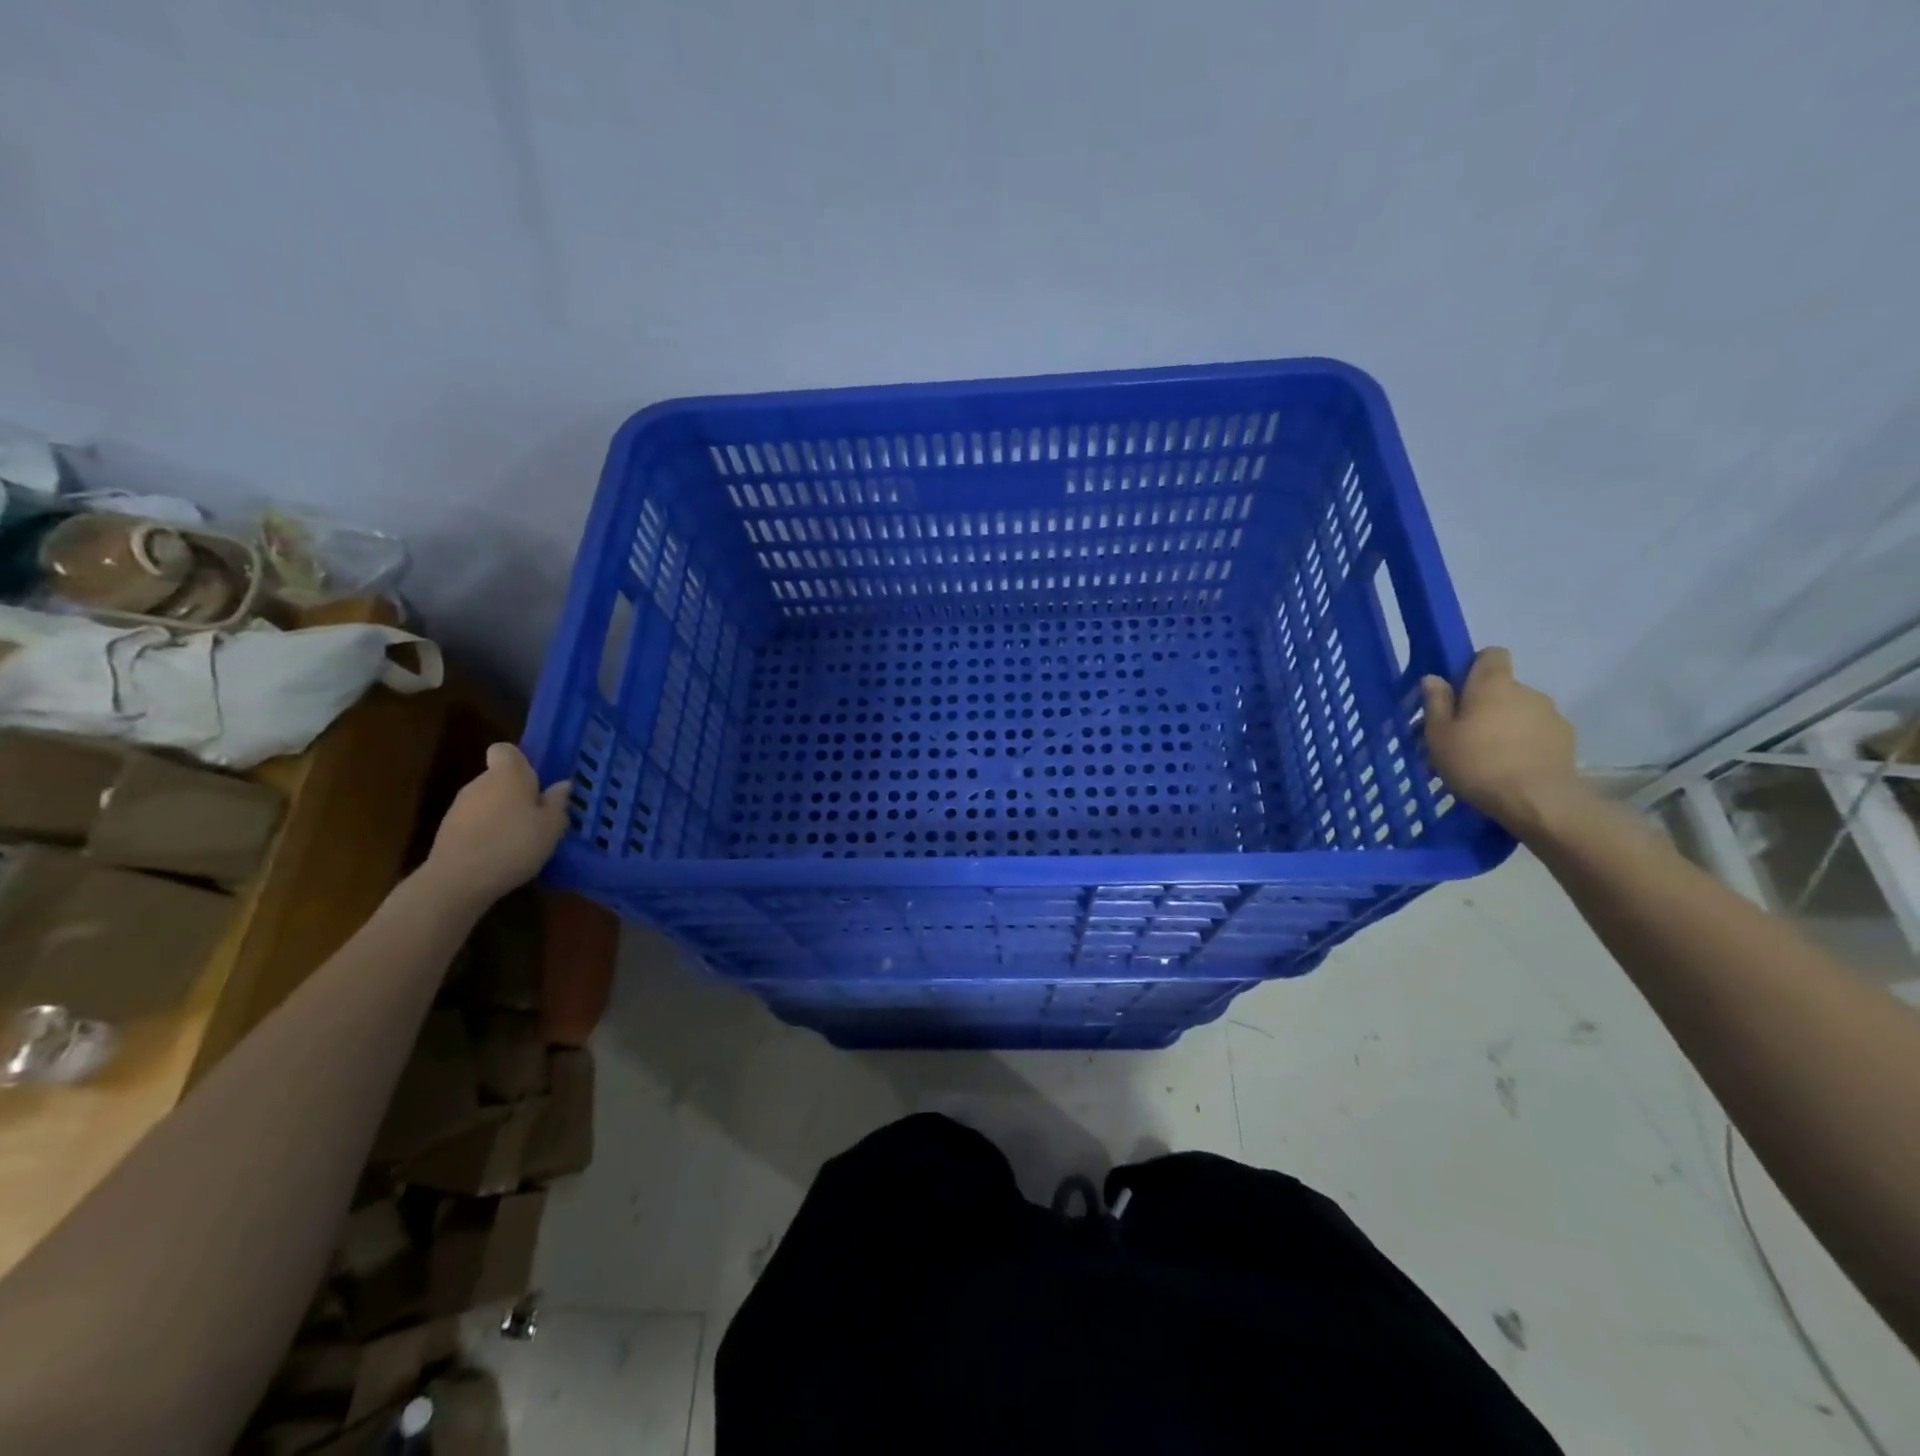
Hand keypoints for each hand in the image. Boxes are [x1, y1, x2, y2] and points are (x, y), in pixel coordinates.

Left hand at [424, 743, 570, 904]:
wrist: (458, 880)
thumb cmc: (514, 844)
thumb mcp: (552, 826)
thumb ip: (558, 802)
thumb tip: (562, 784)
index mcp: (508, 775)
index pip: (506, 750)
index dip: (521, 761)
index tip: (536, 782)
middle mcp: (480, 782)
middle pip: (499, 778)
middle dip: (516, 793)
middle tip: (537, 817)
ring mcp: (459, 806)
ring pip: (487, 801)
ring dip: (501, 813)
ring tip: (519, 840)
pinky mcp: (447, 830)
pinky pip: (474, 822)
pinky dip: (486, 831)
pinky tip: (499, 854)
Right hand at [1421, 648, 1581, 833]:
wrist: (1538, 801)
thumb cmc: (1478, 763)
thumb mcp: (1439, 736)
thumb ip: (1436, 703)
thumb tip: (1434, 678)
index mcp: (1493, 685)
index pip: (1490, 655)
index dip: (1474, 666)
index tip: (1457, 691)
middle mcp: (1526, 691)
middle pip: (1502, 688)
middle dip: (1484, 705)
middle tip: (1463, 735)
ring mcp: (1551, 715)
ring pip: (1520, 712)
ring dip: (1505, 726)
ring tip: (1487, 757)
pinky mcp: (1566, 739)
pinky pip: (1537, 732)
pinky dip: (1524, 743)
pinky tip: (1511, 768)